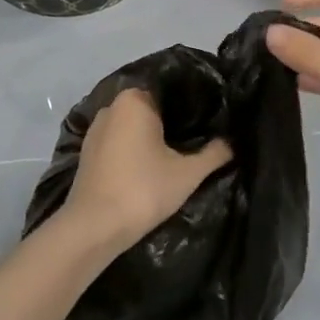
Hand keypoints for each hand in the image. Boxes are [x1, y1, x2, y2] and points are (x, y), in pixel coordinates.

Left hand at [60, 87, 232, 251]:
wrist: (95, 227)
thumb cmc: (144, 190)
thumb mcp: (188, 173)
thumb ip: (214, 153)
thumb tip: (232, 142)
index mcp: (134, 100)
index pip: (170, 92)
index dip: (192, 106)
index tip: (209, 121)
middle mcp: (111, 107)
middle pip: (150, 109)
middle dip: (171, 122)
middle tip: (198, 139)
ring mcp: (95, 130)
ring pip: (132, 127)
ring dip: (150, 138)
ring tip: (175, 154)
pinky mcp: (87, 153)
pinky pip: (118, 142)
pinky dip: (132, 150)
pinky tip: (148, 167)